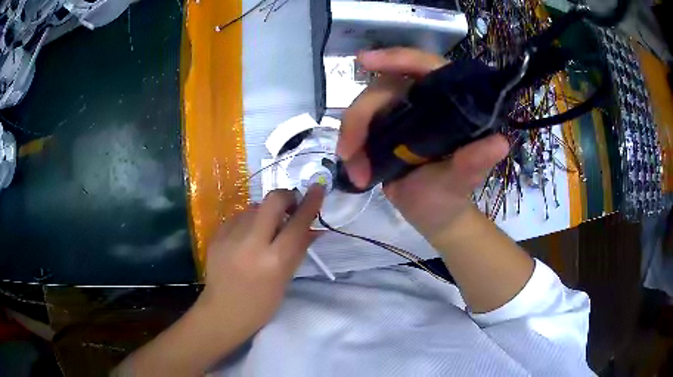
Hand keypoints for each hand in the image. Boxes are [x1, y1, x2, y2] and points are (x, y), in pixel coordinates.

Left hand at [197, 186, 324, 337]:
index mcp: (274, 260)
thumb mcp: (285, 279)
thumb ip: (299, 249)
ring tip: (265, 231)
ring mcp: (230, 237)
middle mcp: (251, 243)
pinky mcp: (217, 235)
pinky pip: (239, 217)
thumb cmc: (261, 304)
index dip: (311, 202)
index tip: (318, 188)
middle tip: (290, 207)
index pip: (298, 223)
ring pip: (255, 207)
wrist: (222, 311)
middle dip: (287, 196)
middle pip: (273, 200)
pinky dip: (248, 222)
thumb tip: (314, 227)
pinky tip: (246, 238)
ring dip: (266, 213)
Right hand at [337, 48, 508, 241]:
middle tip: (350, 152)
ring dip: (352, 136)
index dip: (396, 58)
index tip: (365, 61)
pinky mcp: (383, 130)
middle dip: (362, 116)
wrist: (432, 216)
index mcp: (449, 102)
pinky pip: (359, 127)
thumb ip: (474, 162)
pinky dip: (351, 147)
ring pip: (366, 107)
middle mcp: (423, 101)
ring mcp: (400, 115)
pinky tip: (354, 170)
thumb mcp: (461, 181)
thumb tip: (500, 143)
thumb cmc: (451, 196)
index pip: (424, 66)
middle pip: (384, 87)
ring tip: (356, 172)